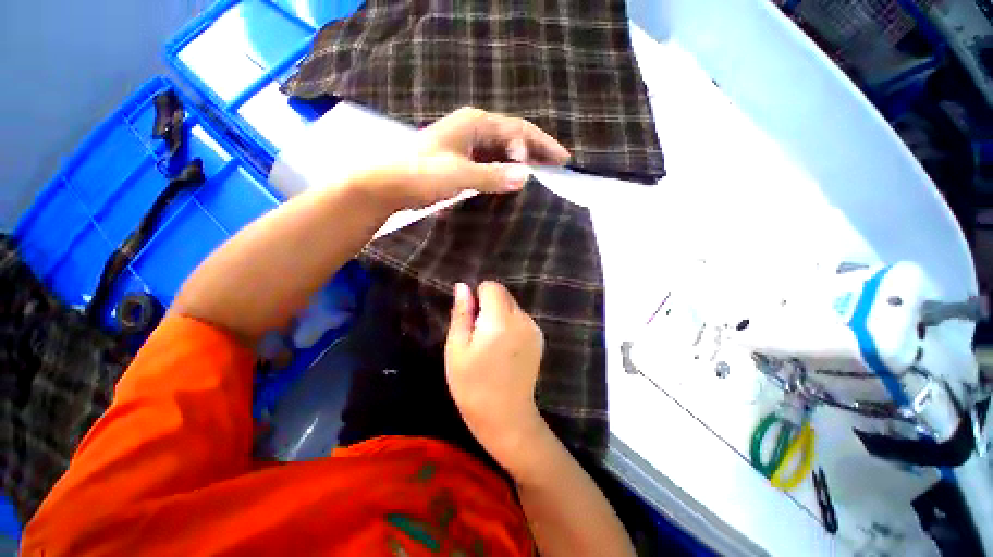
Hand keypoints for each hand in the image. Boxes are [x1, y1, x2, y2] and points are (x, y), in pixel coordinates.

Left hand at [365, 107, 570, 210]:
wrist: (388, 183)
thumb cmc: (422, 174)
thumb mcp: (460, 175)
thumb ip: (493, 176)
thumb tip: (526, 177)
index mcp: (476, 123)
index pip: (518, 130)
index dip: (541, 145)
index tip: (559, 163)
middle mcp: (474, 128)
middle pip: (514, 136)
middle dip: (537, 149)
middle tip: (559, 163)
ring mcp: (467, 144)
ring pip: (503, 149)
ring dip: (523, 159)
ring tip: (542, 171)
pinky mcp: (461, 159)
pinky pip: (491, 161)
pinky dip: (506, 168)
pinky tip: (514, 178)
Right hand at [445, 281, 546, 473]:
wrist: (506, 417)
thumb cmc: (472, 385)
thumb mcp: (456, 349)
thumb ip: (461, 313)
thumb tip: (463, 286)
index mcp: (500, 320)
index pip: (492, 287)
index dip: (479, 296)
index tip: (472, 318)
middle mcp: (522, 319)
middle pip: (504, 295)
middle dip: (489, 305)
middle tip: (479, 334)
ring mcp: (534, 329)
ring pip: (513, 306)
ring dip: (500, 315)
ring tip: (492, 344)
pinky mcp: (539, 338)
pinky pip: (521, 319)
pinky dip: (511, 325)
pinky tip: (505, 349)